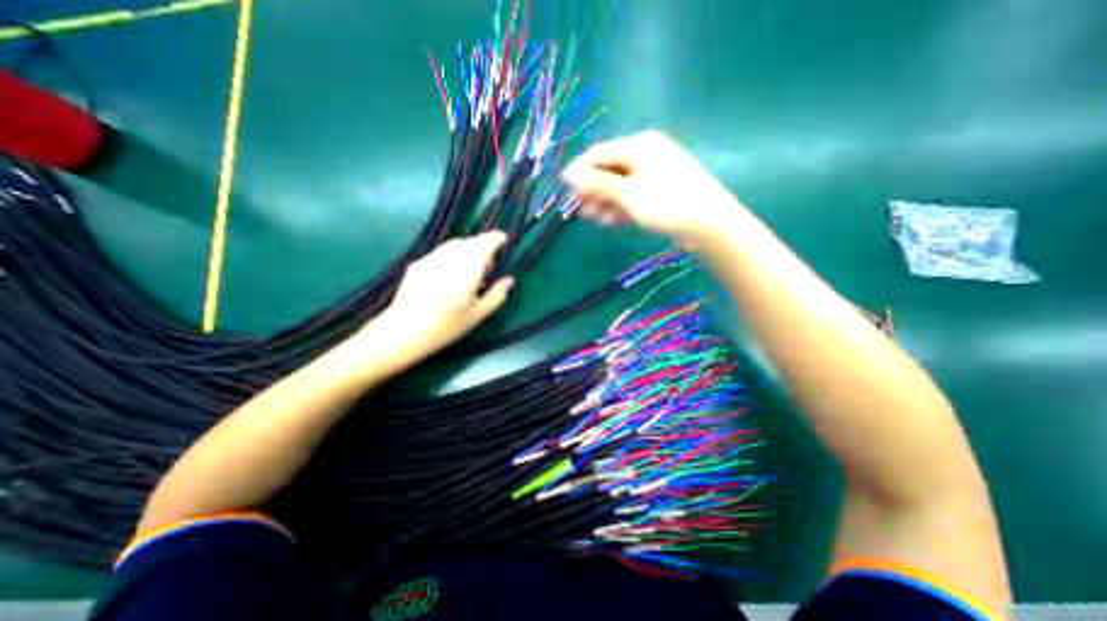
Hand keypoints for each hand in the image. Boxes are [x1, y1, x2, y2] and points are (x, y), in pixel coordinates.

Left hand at [367, 230, 513, 357]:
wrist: (404, 331)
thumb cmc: (447, 325)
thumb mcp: (479, 314)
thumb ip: (497, 294)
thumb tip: (509, 280)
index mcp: (468, 267)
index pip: (486, 242)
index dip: (497, 238)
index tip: (504, 241)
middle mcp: (450, 256)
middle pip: (470, 241)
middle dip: (483, 247)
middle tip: (488, 267)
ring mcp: (431, 258)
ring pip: (454, 245)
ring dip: (467, 251)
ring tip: (469, 272)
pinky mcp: (418, 264)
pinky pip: (441, 253)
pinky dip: (452, 257)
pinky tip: (450, 276)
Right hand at [564, 127, 742, 243]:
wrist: (709, 224)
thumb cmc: (666, 204)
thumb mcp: (627, 193)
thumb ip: (597, 183)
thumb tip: (569, 175)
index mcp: (638, 145)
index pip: (598, 153)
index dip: (579, 170)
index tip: (563, 189)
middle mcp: (645, 154)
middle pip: (609, 169)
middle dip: (592, 190)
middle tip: (580, 211)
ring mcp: (654, 173)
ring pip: (620, 185)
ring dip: (604, 201)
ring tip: (594, 219)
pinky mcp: (659, 191)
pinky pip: (632, 194)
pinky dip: (620, 206)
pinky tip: (611, 220)